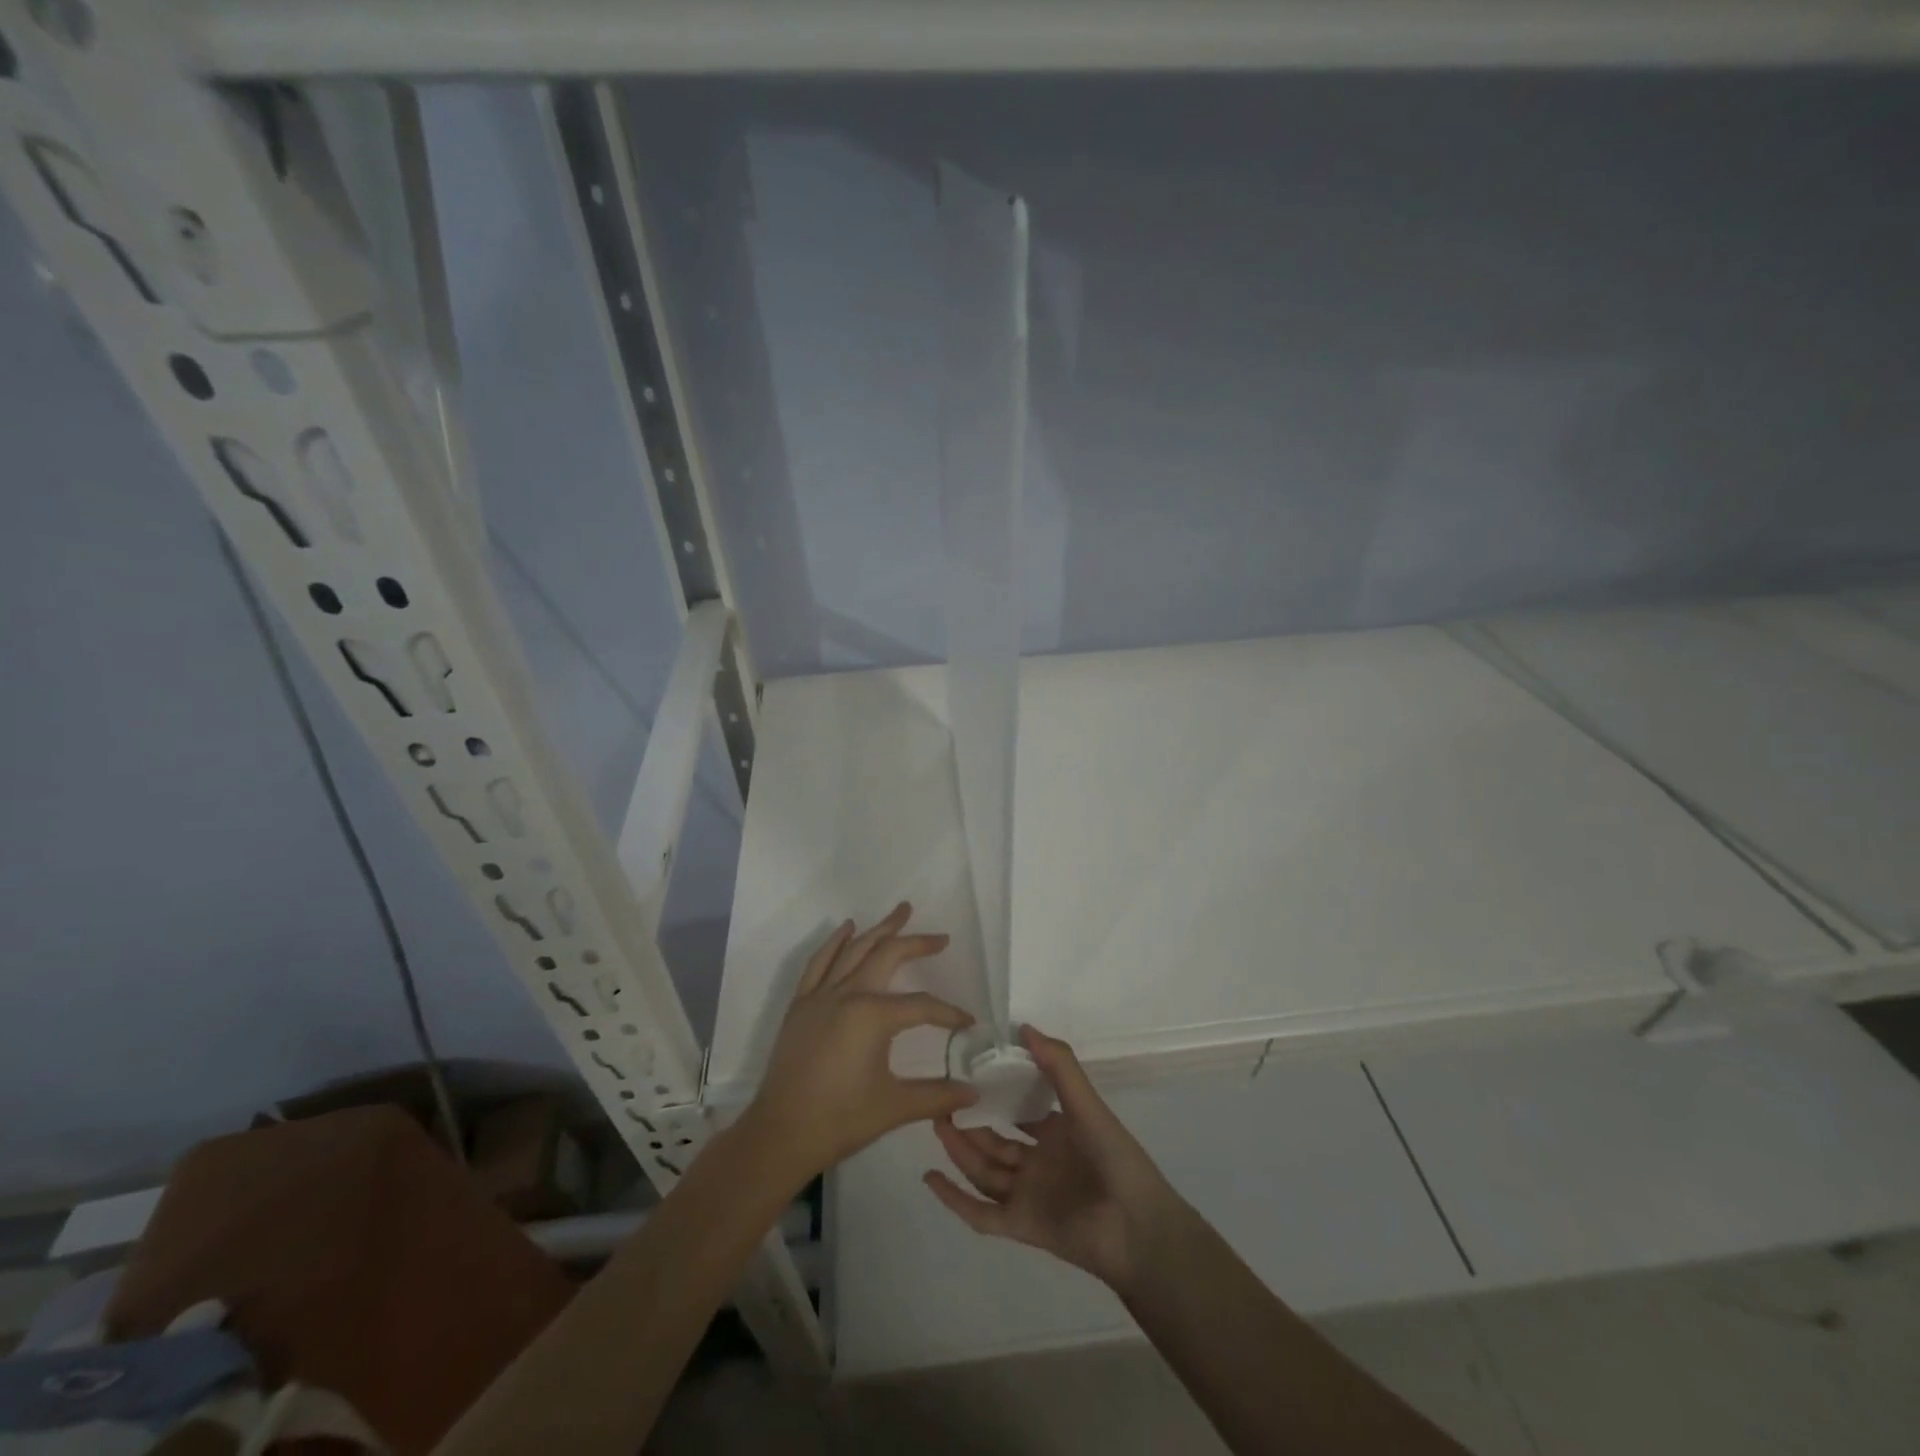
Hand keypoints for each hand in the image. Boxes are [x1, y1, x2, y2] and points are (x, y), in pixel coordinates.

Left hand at [740, 904, 978, 1186]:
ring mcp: (821, 995)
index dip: (948, 1013)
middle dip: (916, 942)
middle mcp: (848, 994)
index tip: (968, 1022)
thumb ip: (937, 1095)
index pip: (922, 1006)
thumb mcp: (895, 1107)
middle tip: (940, 937)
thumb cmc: (840, 1119)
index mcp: (874, 1015)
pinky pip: (819, 962)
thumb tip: (975, 1095)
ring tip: (900, 912)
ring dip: (880, 929)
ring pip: (855, 950)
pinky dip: (835, 942)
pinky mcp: (801, 1004)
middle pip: (888, 956)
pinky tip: (847, 928)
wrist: (781, 1134)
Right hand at [924, 1026, 1183, 1294]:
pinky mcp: (1020, 1226)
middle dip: (969, 1121)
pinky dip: (955, 1198)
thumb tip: (1024, 1027)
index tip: (968, 1070)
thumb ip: (1059, 1066)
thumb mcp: (1087, 1105)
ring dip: (959, 1150)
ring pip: (984, 1169)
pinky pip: (981, 1213)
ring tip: (934, 1123)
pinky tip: (931, 1176)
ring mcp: (1028, 1195)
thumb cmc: (1117, 1160)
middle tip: (940, 1098)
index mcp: (1058, 1133)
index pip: (1019, 1109)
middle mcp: (1039, 1162)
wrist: (1139, 1229)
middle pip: (995, 1140)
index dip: (996, 1092)